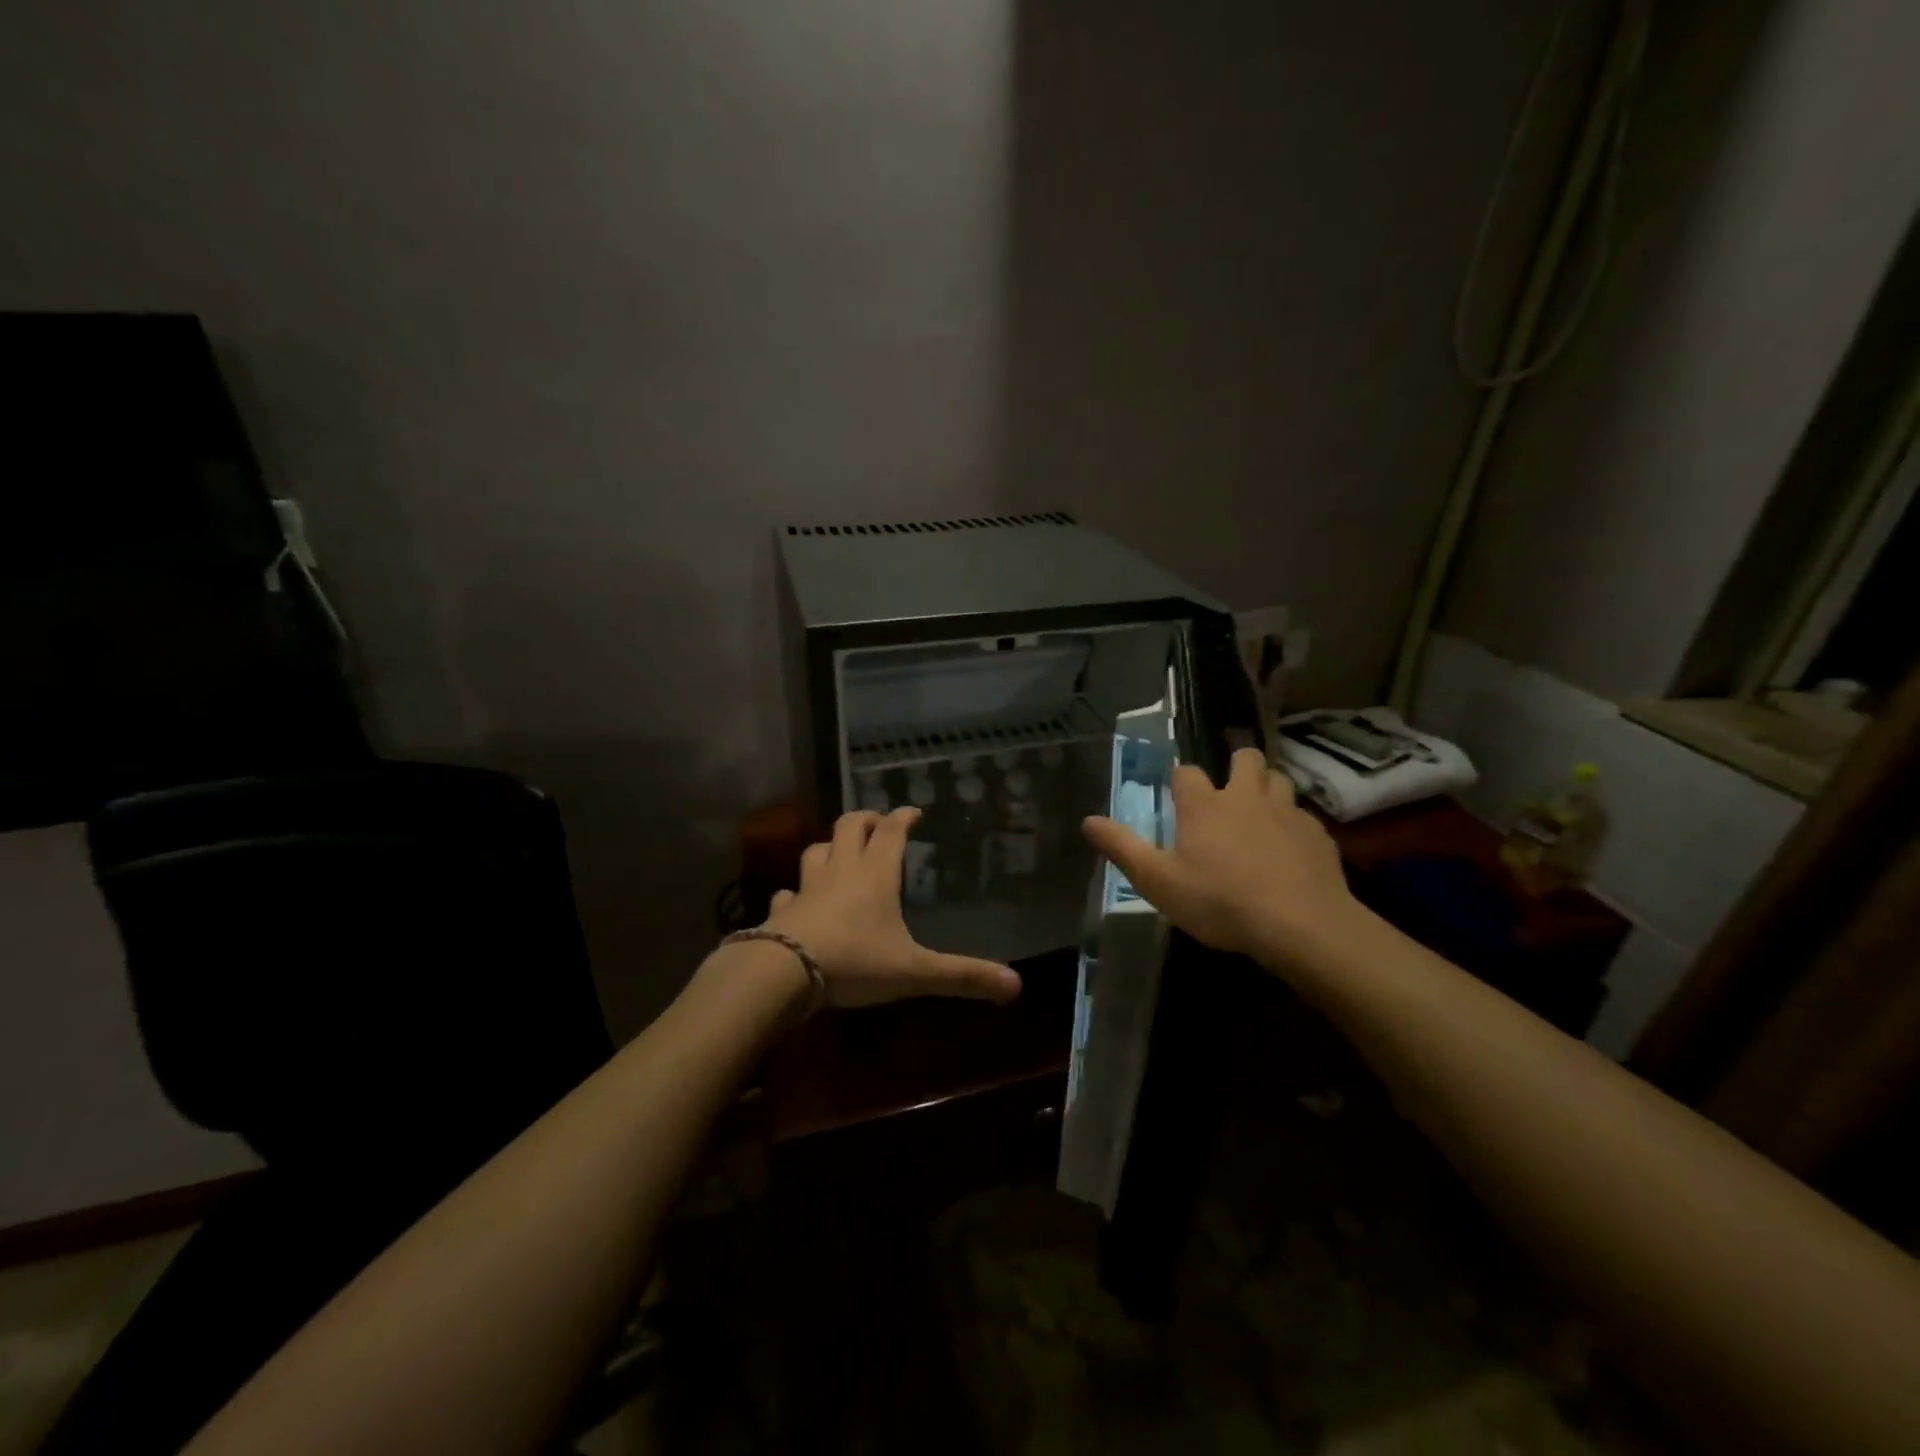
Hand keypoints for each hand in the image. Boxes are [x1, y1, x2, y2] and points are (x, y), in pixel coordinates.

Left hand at [763, 807, 1022, 1009]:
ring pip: (815, 851)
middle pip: (848, 826)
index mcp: (876, 875)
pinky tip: (796, 899)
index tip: (912, 810)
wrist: (785, 973)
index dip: (902, 817)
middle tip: (876, 823)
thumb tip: (1016, 985)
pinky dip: (794, 892)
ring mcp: (807, 888)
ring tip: (839, 853)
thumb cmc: (856, 962)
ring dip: (828, 848)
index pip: (891, 831)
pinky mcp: (782, 911)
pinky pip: (787, 893)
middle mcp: (841, 871)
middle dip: (864, 820)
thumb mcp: (915, 971)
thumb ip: (962, 976)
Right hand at [1081, 747, 1366, 971]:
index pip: (1186, 773)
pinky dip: (1292, 824)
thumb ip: (1122, 848)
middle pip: (1245, 758)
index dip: (1179, 781)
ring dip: (1267, 788)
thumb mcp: (1158, 881)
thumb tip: (1087, 821)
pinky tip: (1289, 850)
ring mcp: (1287, 812)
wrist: (1300, 925)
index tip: (1177, 797)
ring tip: (1260, 813)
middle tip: (1229, 791)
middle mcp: (1246, 796)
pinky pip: (1303, 816)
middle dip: (1236, 764)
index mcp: (1204, 805)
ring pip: (1279, 779)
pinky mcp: (1317, 834)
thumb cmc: (1220, 902)